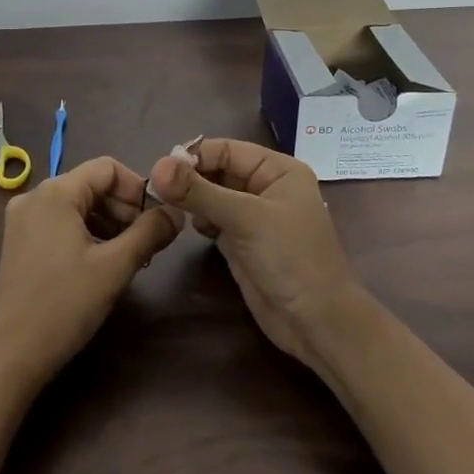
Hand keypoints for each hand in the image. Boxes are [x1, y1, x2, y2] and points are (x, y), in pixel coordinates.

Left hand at [0, 157, 181, 393]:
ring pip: (77, 205)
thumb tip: (176, 212)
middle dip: (124, 209)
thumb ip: (149, 233)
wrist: (10, 355)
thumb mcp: (115, 267)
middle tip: (148, 242)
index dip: (138, 188)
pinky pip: (61, 222)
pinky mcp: (18, 242)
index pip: (107, 168)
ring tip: (130, 256)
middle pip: (91, 185)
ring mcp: (22, 219)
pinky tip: (102, 263)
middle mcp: (34, 196)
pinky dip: (86, 234)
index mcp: (55, 192)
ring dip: (108, 223)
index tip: (158, 219)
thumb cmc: (65, 305)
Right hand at [148, 138, 361, 377]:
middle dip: (190, 177)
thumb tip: (157, 167)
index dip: (194, 156)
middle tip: (159, 189)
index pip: (227, 149)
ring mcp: (254, 216)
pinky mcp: (243, 242)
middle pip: (218, 170)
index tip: (160, 170)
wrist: (316, 323)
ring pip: (214, 195)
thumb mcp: (245, 218)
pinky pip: (214, 219)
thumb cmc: (290, 258)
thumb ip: (199, 192)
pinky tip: (192, 227)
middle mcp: (266, 187)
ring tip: (170, 206)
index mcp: (278, 170)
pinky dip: (200, 219)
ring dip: (192, 198)